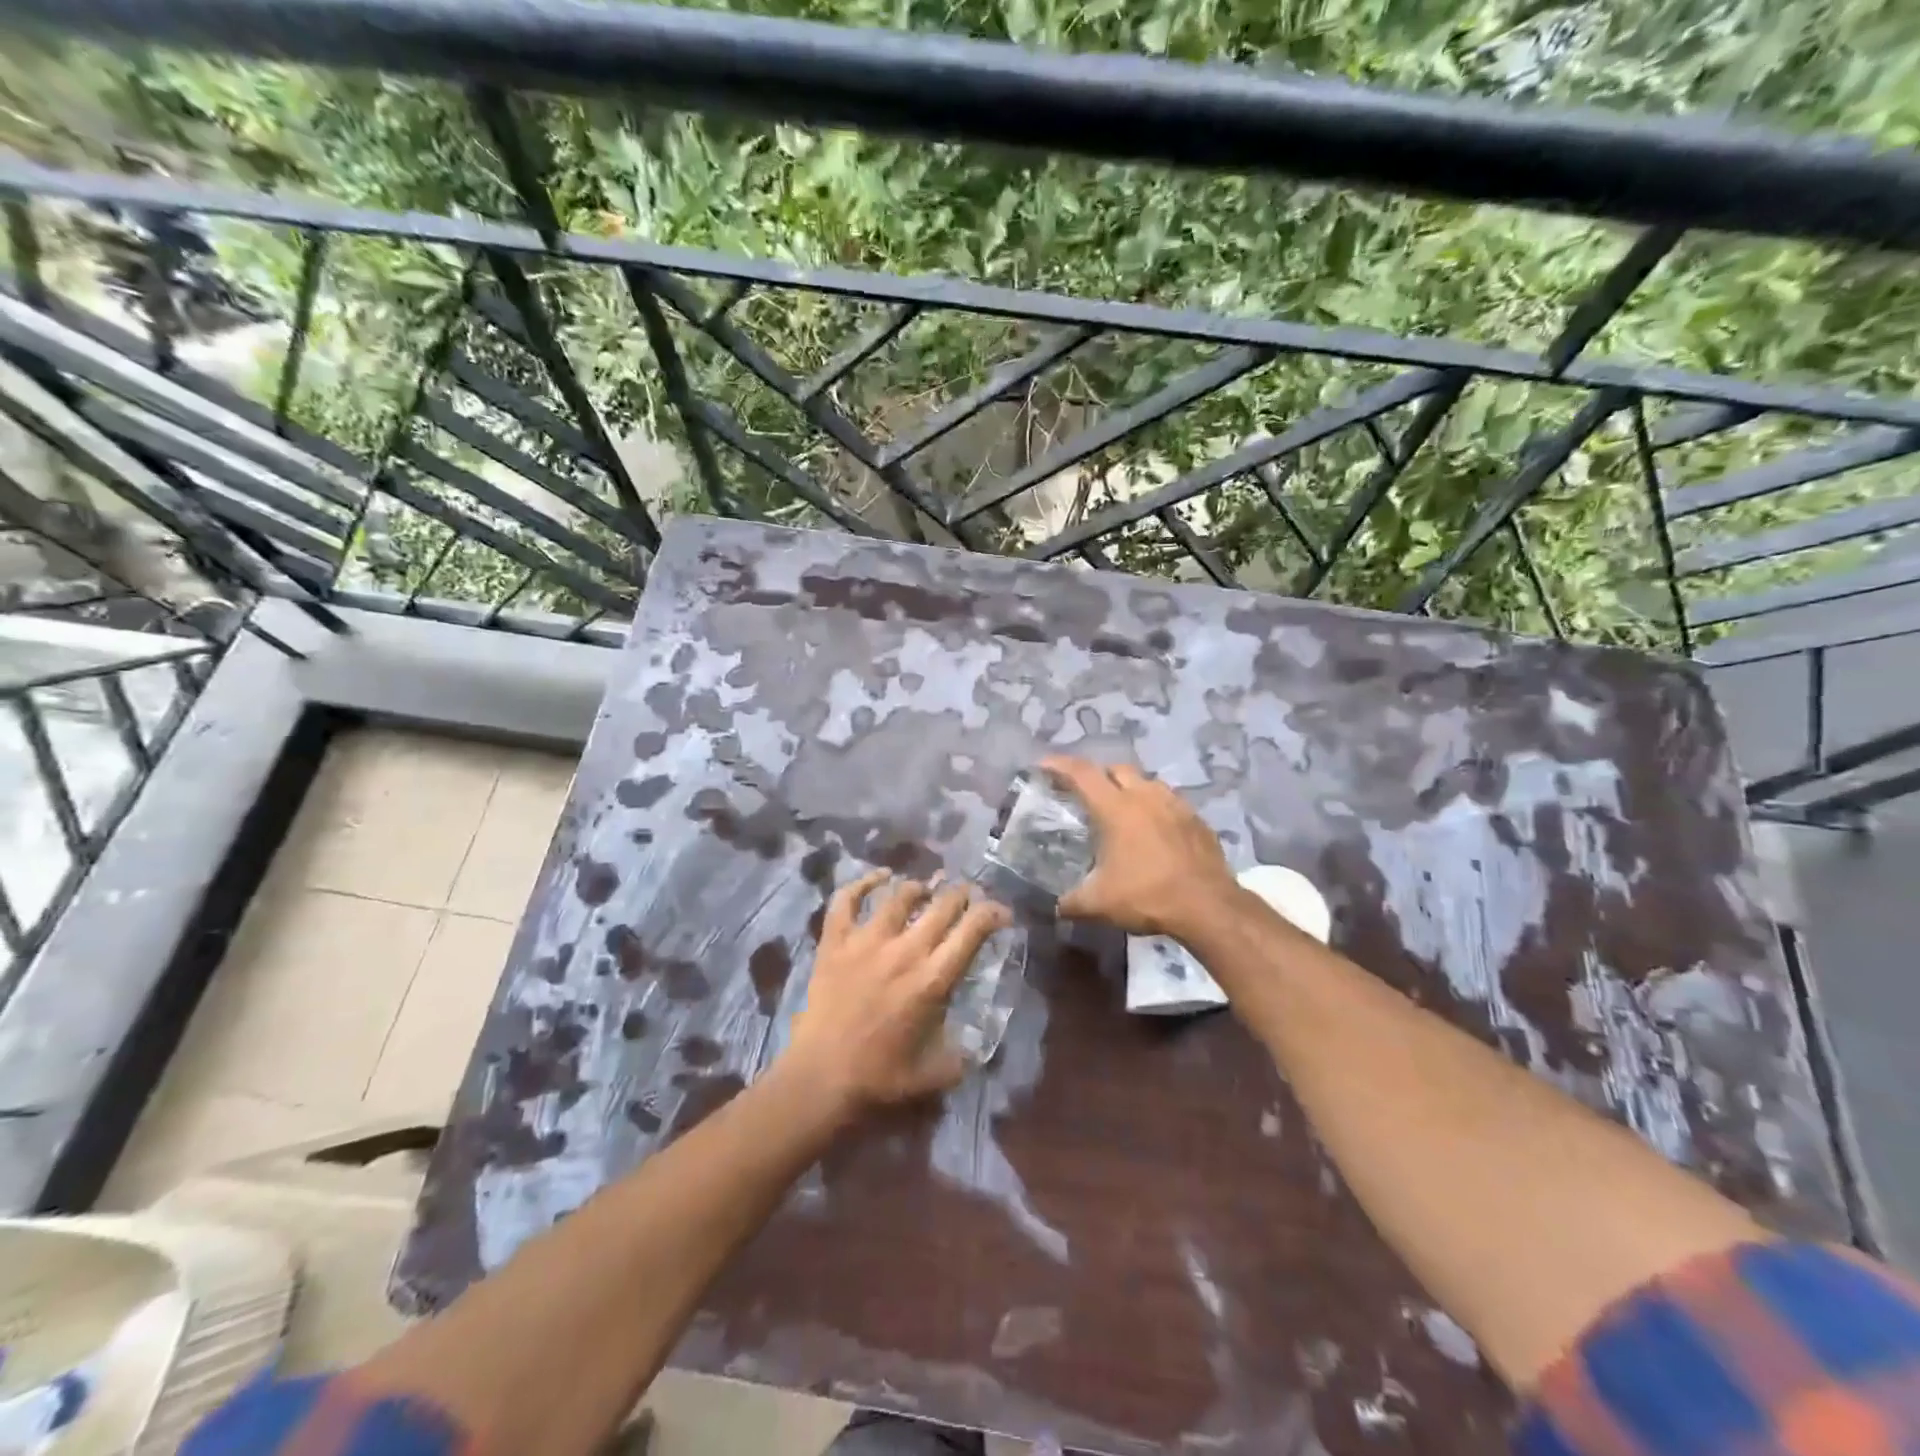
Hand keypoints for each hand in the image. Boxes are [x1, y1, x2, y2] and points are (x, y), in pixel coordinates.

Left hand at [785, 869, 1010, 1111]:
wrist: (819, 1079)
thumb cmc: (880, 1079)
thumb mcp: (937, 1073)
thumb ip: (963, 1055)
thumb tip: (977, 1044)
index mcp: (933, 979)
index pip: (972, 930)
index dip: (992, 913)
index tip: (1001, 913)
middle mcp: (905, 950)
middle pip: (942, 905)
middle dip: (961, 894)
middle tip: (967, 896)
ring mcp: (867, 940)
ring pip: (900, 895)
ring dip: (920, 888)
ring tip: (927, 889)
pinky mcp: (835, 942)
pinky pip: (847, 899)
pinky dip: (864, 882)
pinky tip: (880, 876)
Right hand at [1041, 756, 1235, 939]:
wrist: (1208, 906)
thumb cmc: (1148, 896)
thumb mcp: (1099, 904)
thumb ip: (1070, 902)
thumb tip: (1055, 906)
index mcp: (1116, 808)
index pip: (1082, 773)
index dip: (1059, 765)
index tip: (1043, 765)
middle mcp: (1145, 796)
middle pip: (1116, 770)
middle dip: (1098, 776)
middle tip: (1086, 794)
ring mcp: (1176, 805)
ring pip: (1147, 782)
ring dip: (1130, 789)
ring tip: (1122, 811)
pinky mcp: (1197, 820)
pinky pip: (1171, 803)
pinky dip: (1156, 809)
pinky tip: (1154, 831)